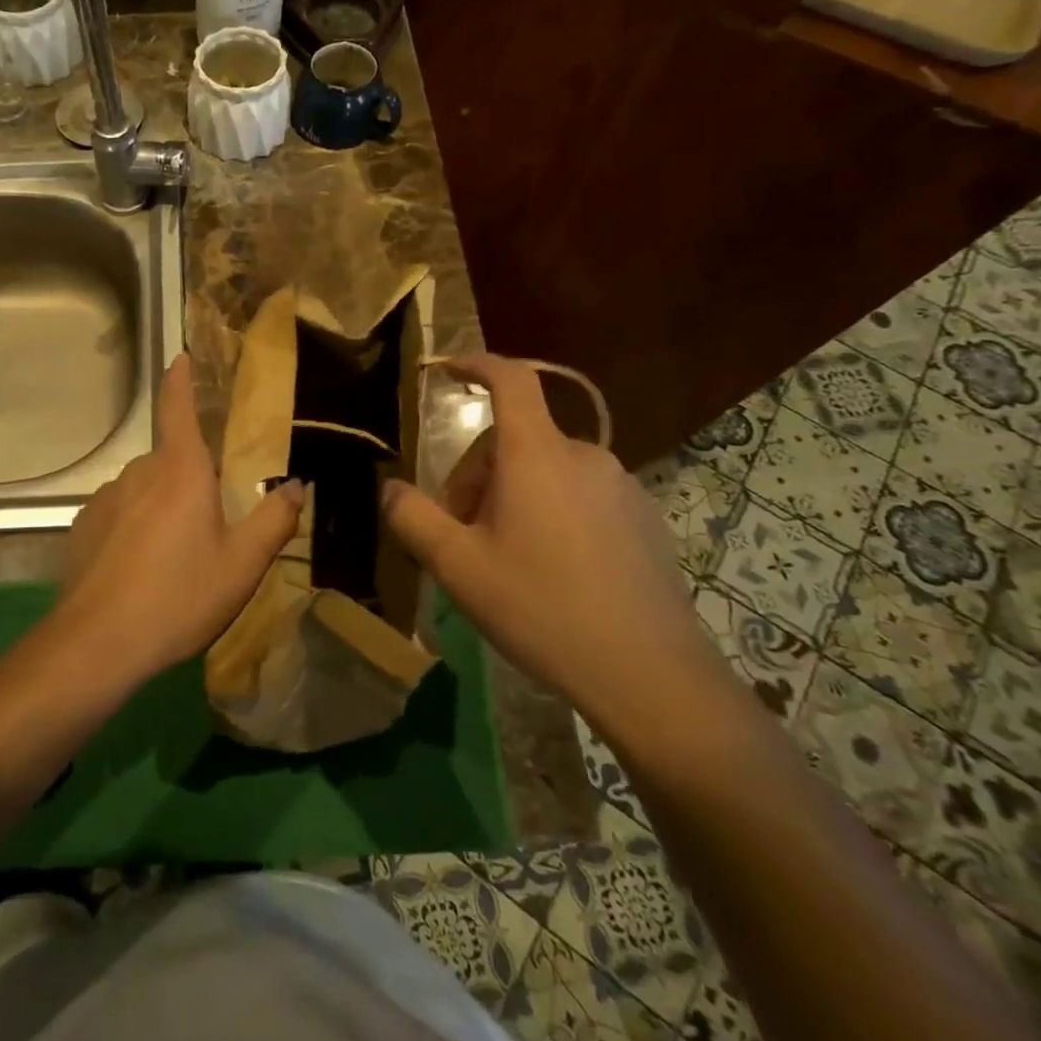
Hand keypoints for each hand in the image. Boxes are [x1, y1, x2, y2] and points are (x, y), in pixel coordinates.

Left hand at [50, 353, 306, 687]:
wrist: (98, 642)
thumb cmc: (179, 596)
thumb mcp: (242, 564)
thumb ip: (274, 520)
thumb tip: (295, 486)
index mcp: (180, 470)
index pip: (178, 407)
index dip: (181, 379)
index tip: (181, 357)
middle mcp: (138, 472)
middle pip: (169, 461)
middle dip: (188, 481)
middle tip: (207, 526)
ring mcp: (104, 499)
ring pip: (143, 491)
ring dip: (160, 509)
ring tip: (172, 560)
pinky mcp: (82, 527)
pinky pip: (117, 516)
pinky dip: (131, 530)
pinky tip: (138, 571)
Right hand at [382, 354, 733, 740]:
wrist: (650, 675)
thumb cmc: (541, 608)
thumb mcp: (457, 567)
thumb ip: (413, 518)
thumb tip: (390, 488)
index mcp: (536, 455)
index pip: (511, 380)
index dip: (478, 364)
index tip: (448, 371)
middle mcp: (583, 456)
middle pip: (514, 440)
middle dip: (476, 475)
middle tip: (460, 533)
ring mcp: (620, 487)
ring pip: (545, 471)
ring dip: (511, 497)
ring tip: (502, 558)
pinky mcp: (643, 519)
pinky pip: (578, 495)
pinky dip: (549, 512)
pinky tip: (550, 571)